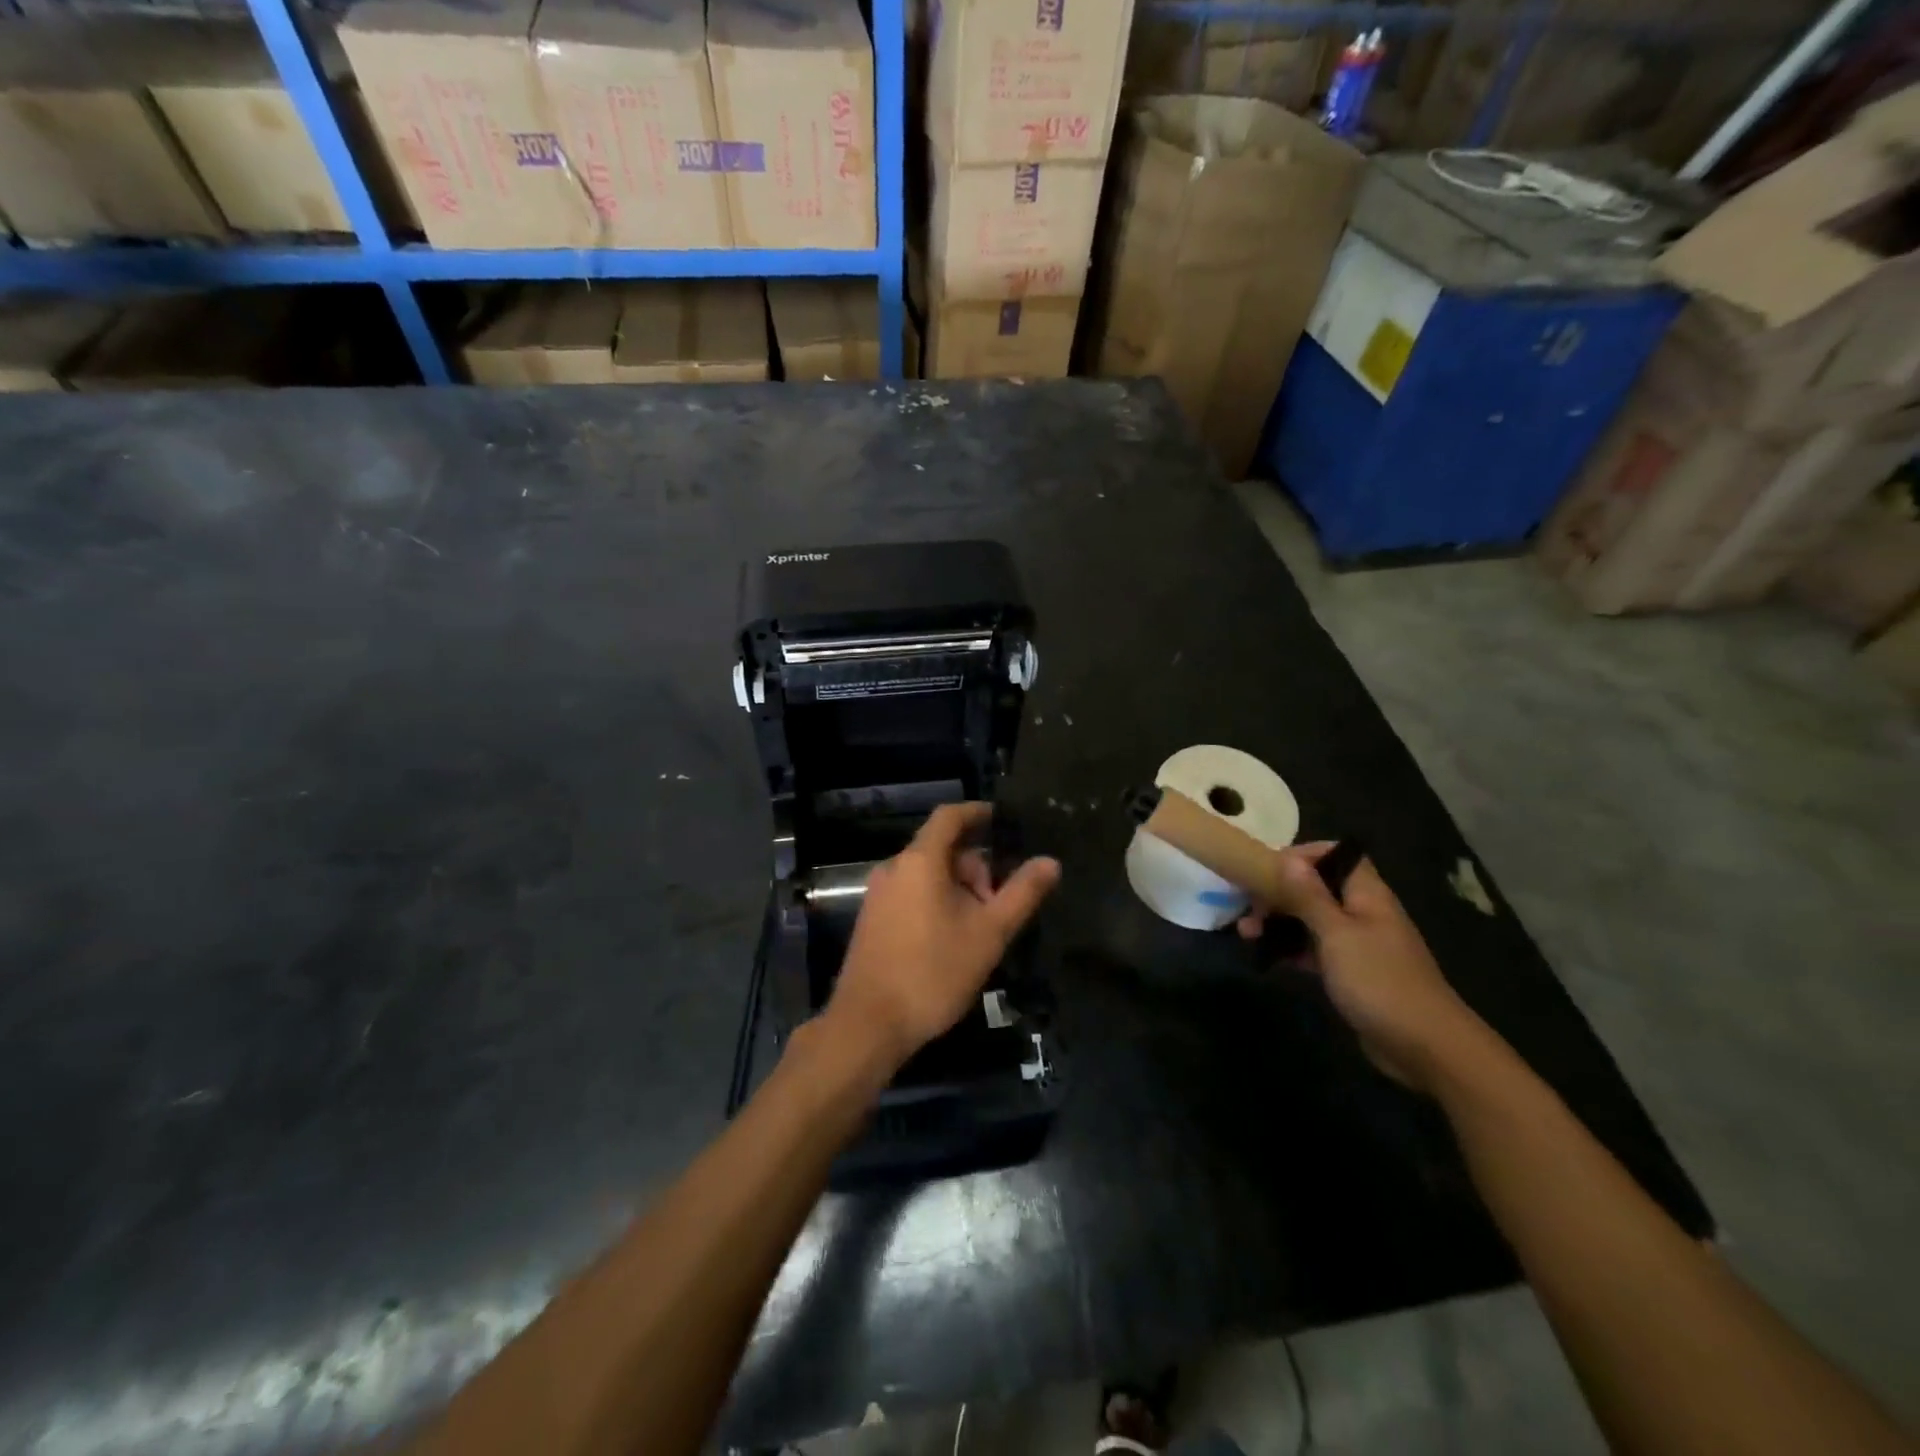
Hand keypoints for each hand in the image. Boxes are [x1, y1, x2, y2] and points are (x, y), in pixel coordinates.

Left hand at [825, 803, 1061, 1071]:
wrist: (869, 1024)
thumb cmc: (933, 972)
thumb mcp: (989, 933)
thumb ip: (1021, 894)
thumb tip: (1050, 862)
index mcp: (919, 861)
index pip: (949, 816)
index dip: (978, 812)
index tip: (1004, 820)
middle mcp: (893, 868)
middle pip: (940, 848)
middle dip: (975, 866)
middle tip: (1000, 901)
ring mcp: (878, 894)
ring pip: (926, 874)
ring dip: (958, 887)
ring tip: (981, 924)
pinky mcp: (872, 919)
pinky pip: (911, 892)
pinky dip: (936, 900)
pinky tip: (952, 937)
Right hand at [1238, 843, 1488, 1093]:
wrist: (1425, 1047)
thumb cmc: (1379, 981)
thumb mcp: (1337, 934)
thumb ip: (1309, 896)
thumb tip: (1287, 858)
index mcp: (1367, 895)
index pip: (1337, 855)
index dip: (1303, 855)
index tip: (1267, 868)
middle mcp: (1363, 912)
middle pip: (1317, 887)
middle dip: (1280, 892)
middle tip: (1249, 908)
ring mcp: (1359, 944)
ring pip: (1312, 919)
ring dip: (1280, 922)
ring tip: (1247, 934)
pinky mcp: (1352, 973)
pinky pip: (1316, 949)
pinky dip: (1292, 949)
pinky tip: (1268, 957)